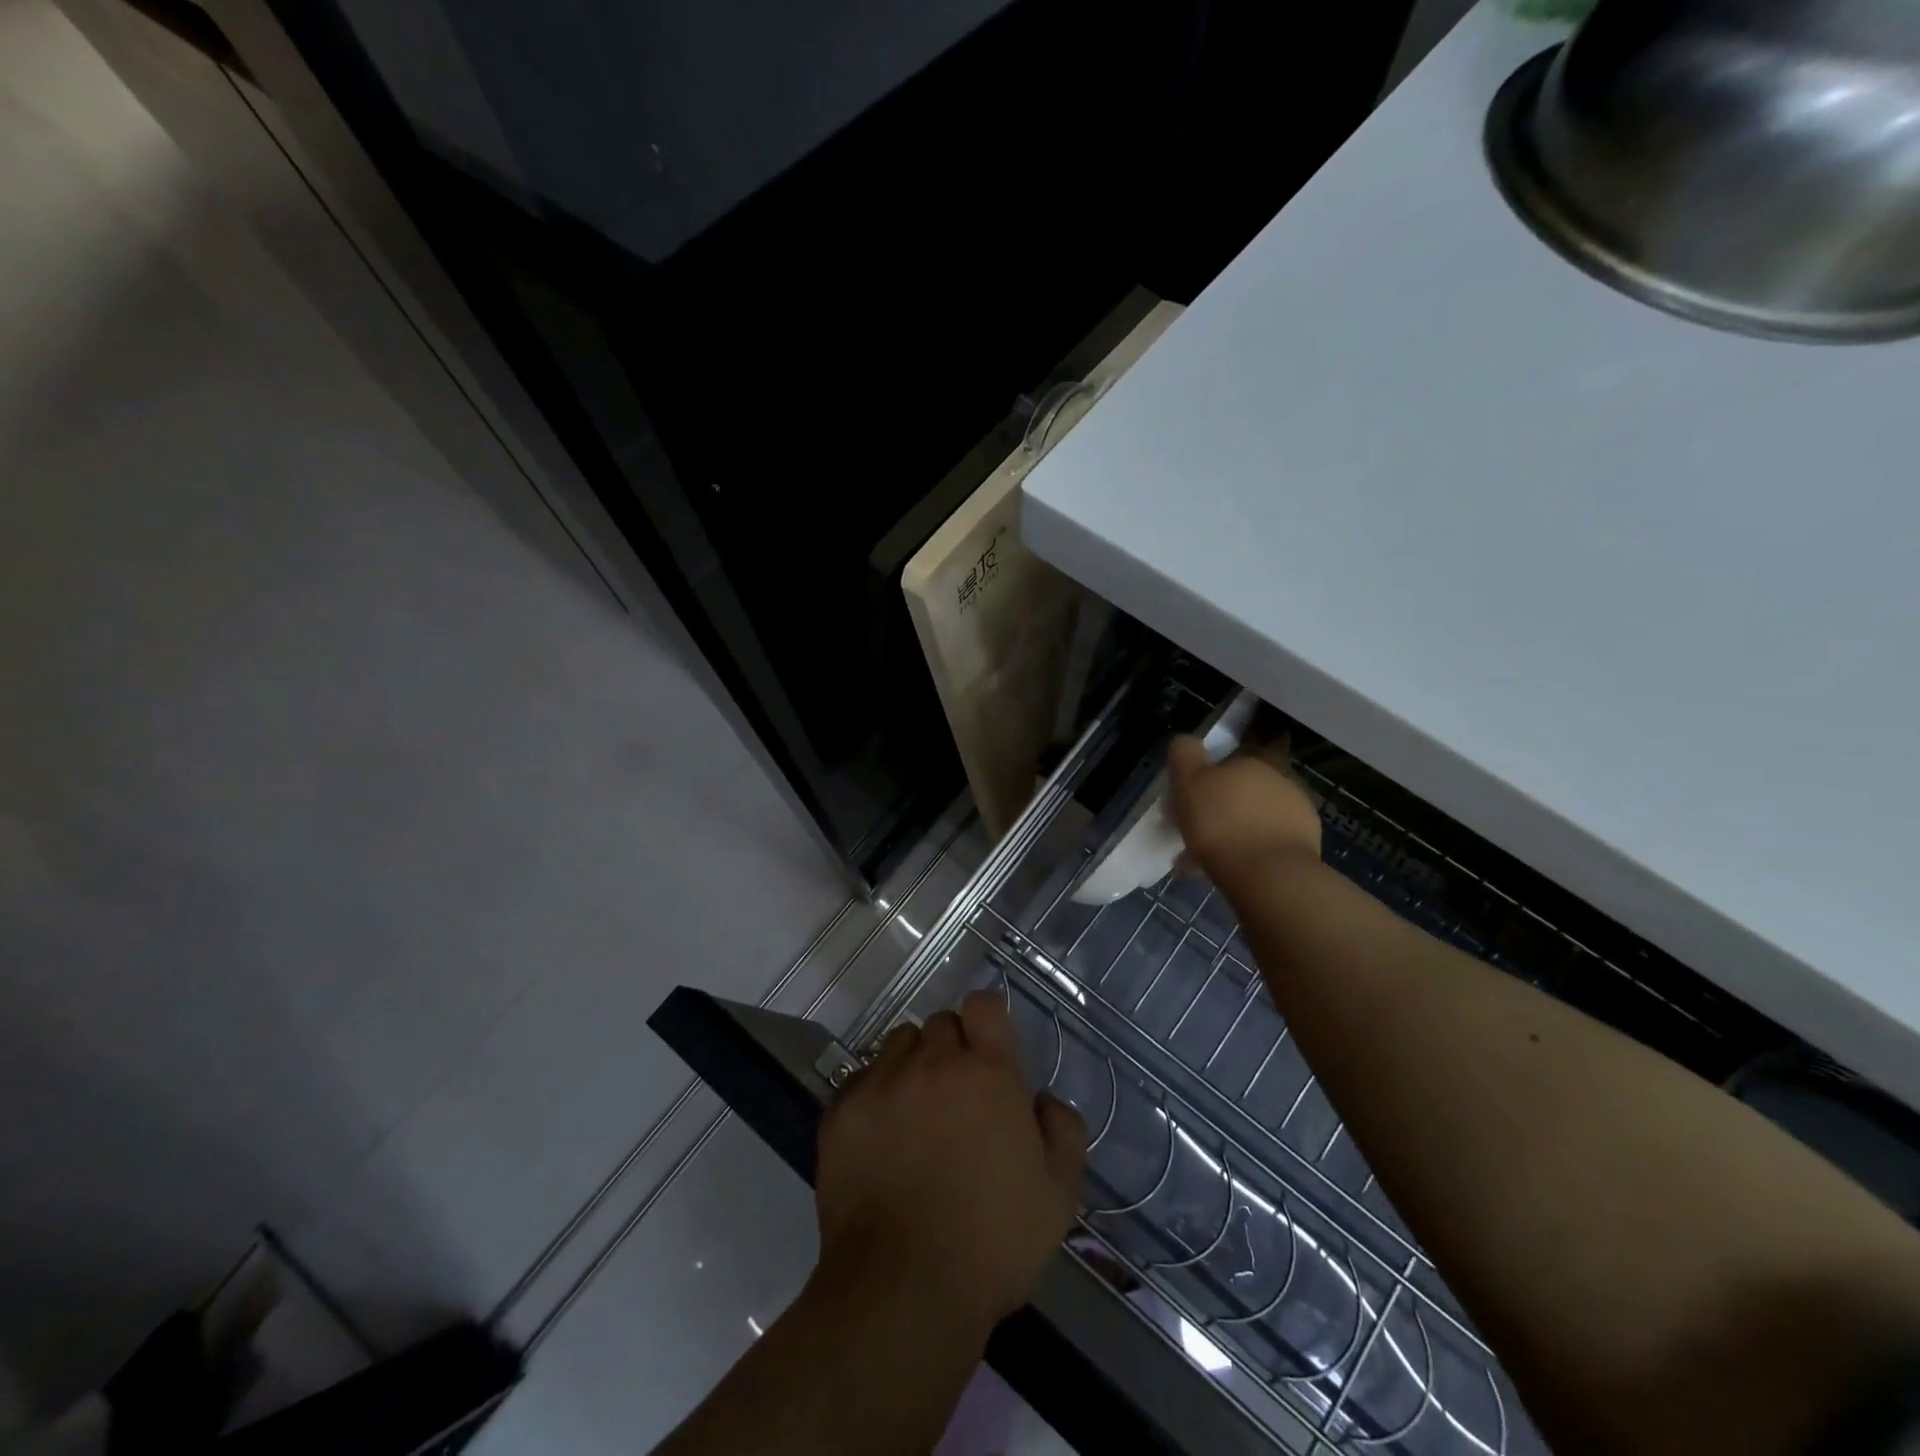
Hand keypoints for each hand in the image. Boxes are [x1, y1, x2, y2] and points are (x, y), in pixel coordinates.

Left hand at [813, 990, 1086, 1336]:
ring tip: (916, 1111)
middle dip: (952, 1049)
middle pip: (940, 1024)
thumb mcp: (1058, 1194)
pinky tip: (880, 1136)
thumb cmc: (992, 1241)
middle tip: (958, 1097)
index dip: (988, 1020)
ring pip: (898, 1045)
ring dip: (912, 1065)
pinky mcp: (841, 1112)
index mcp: (986, 1072)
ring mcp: (881, 1083)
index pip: (983, 1005)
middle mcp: (931, 1063)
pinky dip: (874, 1094)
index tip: (991, 1050)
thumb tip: (1042, 1100)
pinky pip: (861, 1079)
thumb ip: (1062, 1130)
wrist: (902, 1288)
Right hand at [1167, 735, 1322, 882]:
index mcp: (1262, 761)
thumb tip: (1186, 742)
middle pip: (1255, 781)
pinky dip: (1243, 852)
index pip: (1263, 738)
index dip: (1246, 744)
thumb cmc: (1223, 821)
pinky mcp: (1302, 851)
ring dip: (1235, 827)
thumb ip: (1185, 754)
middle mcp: (1286, 783)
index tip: (1223, 762)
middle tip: (1201, 813)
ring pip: (1258, 816)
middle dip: (1231, 795)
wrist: (1269, 878)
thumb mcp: (1190, 780)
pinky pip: (1263, 845)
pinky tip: (1217, 869)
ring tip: (1201, 851)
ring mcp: (1299, 818)